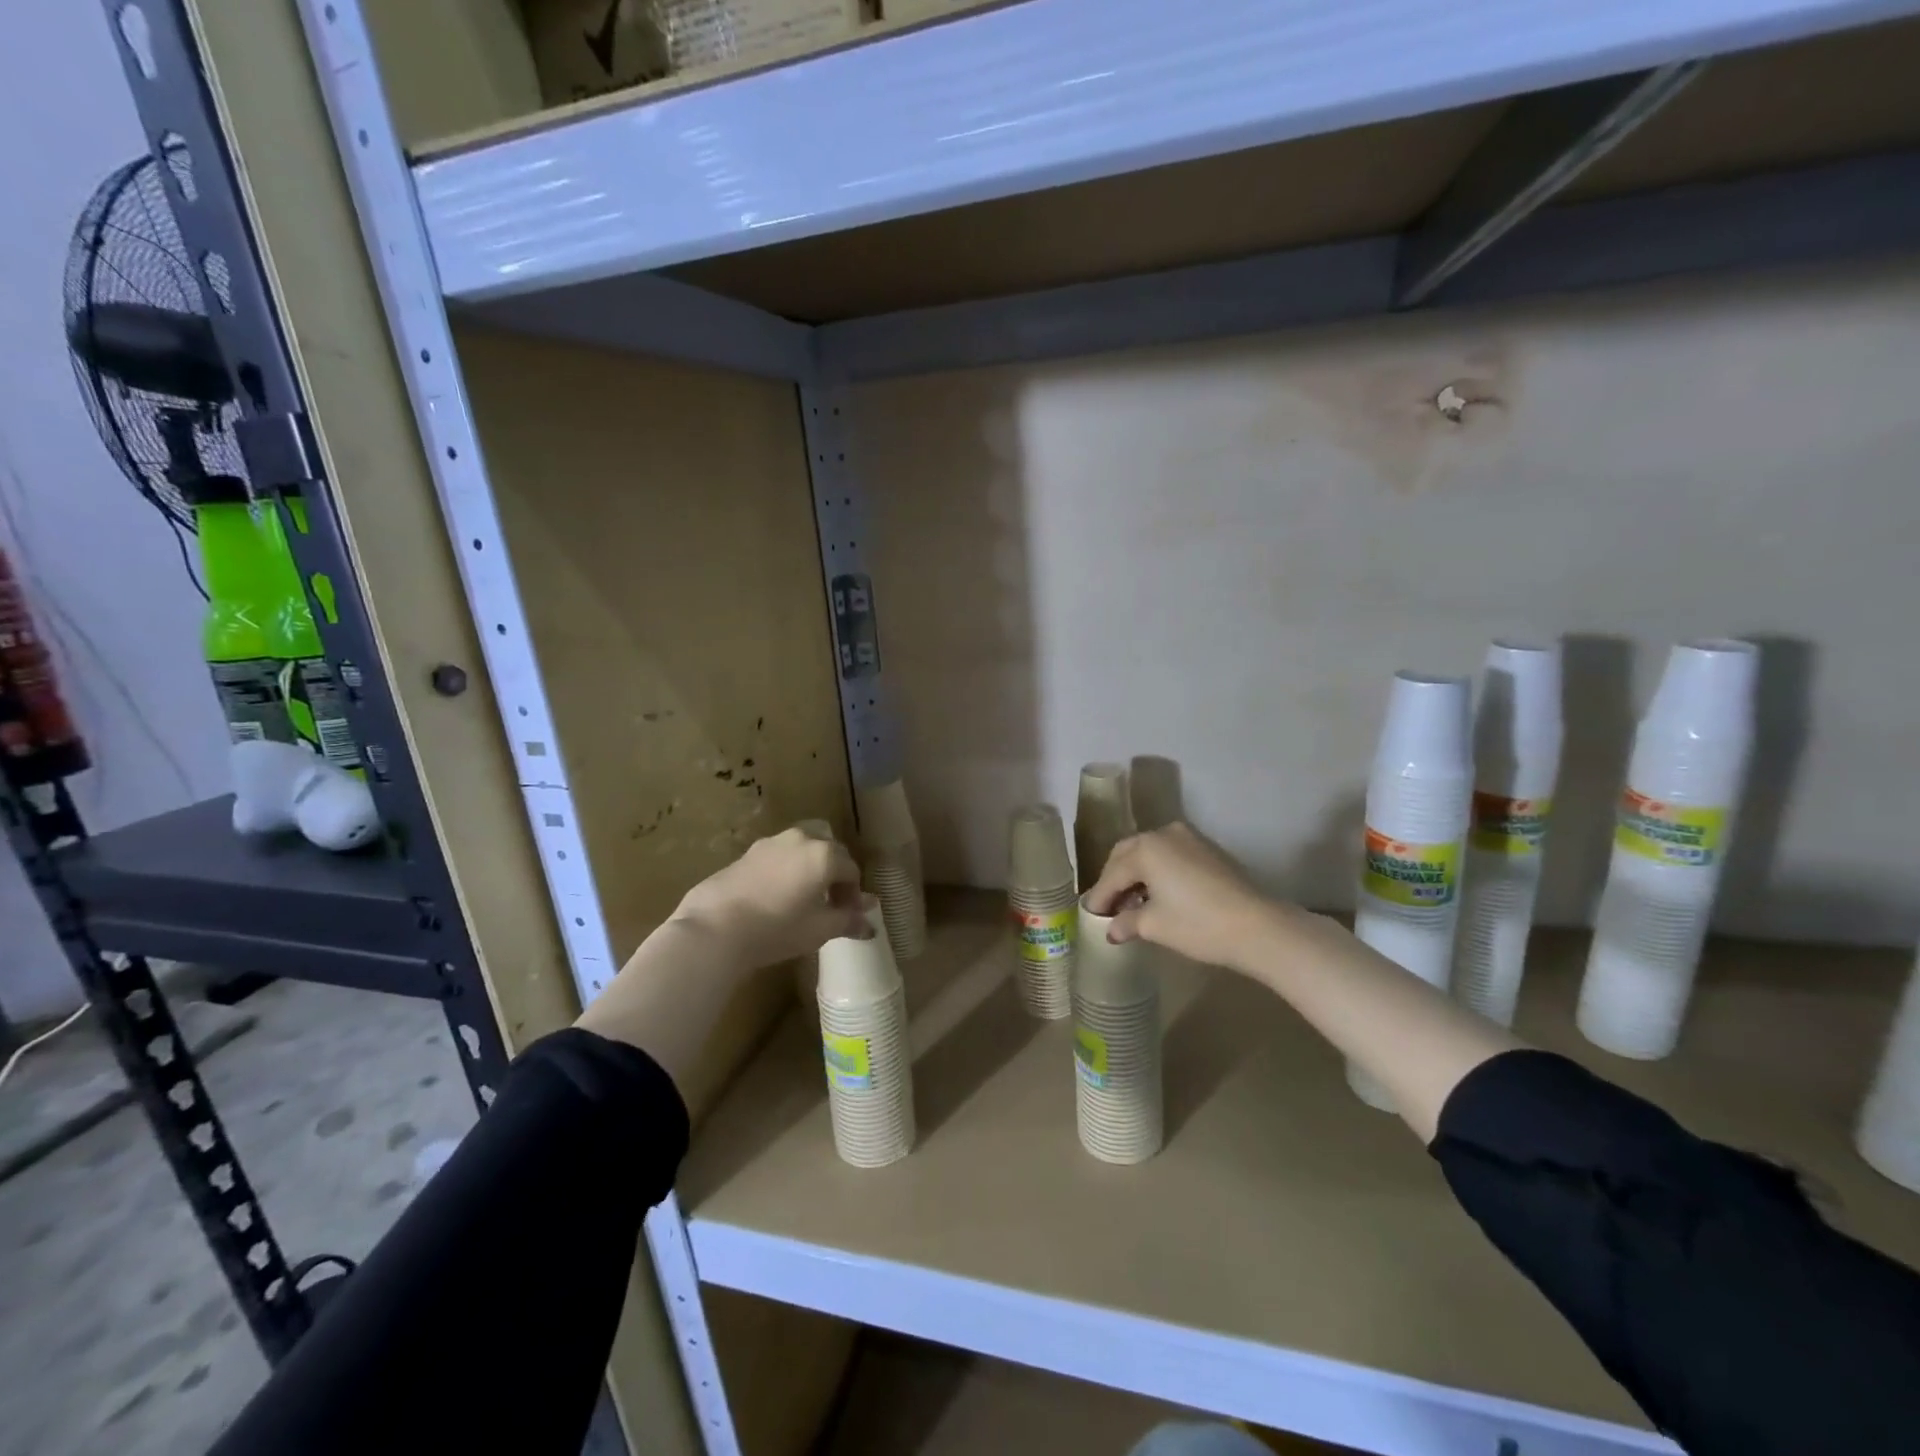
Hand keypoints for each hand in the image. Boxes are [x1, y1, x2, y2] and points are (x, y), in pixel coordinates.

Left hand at [669, 827, 870, 976]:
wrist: (715, 928)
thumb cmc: (777, 928)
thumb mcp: (820, 929)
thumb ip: (849, 920)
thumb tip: (870, 922)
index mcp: (824, 854)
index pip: (851, 870)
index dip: (854, 894)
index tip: (847, 916)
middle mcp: (801, 839)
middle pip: (829, 852)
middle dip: (835, 876)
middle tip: (829, 905)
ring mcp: (771, 843)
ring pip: (802, 850)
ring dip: (810, 869)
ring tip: (802, 899)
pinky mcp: (747, 853)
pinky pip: (778, 857)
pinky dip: (786, 870)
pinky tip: (776, 897)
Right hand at [1086, 822, 1285, 972]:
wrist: (1258, 926)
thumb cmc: (1198, 925)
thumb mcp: (1155, 926)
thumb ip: (1127, 923)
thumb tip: (1112, 929)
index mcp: (1145, 849)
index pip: (1112, 874)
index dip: (1100, 897)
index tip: (1091, 915)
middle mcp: (1163, 834)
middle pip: (1127, 854)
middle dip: (1115, 879)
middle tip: (1108, 906)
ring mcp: (1188, 838)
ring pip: (1150, 852)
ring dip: (1137, 874)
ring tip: (1132, 903)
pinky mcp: (1207, 848)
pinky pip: (1170, 855)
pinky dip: (1158, 871)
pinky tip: (1158, 895)